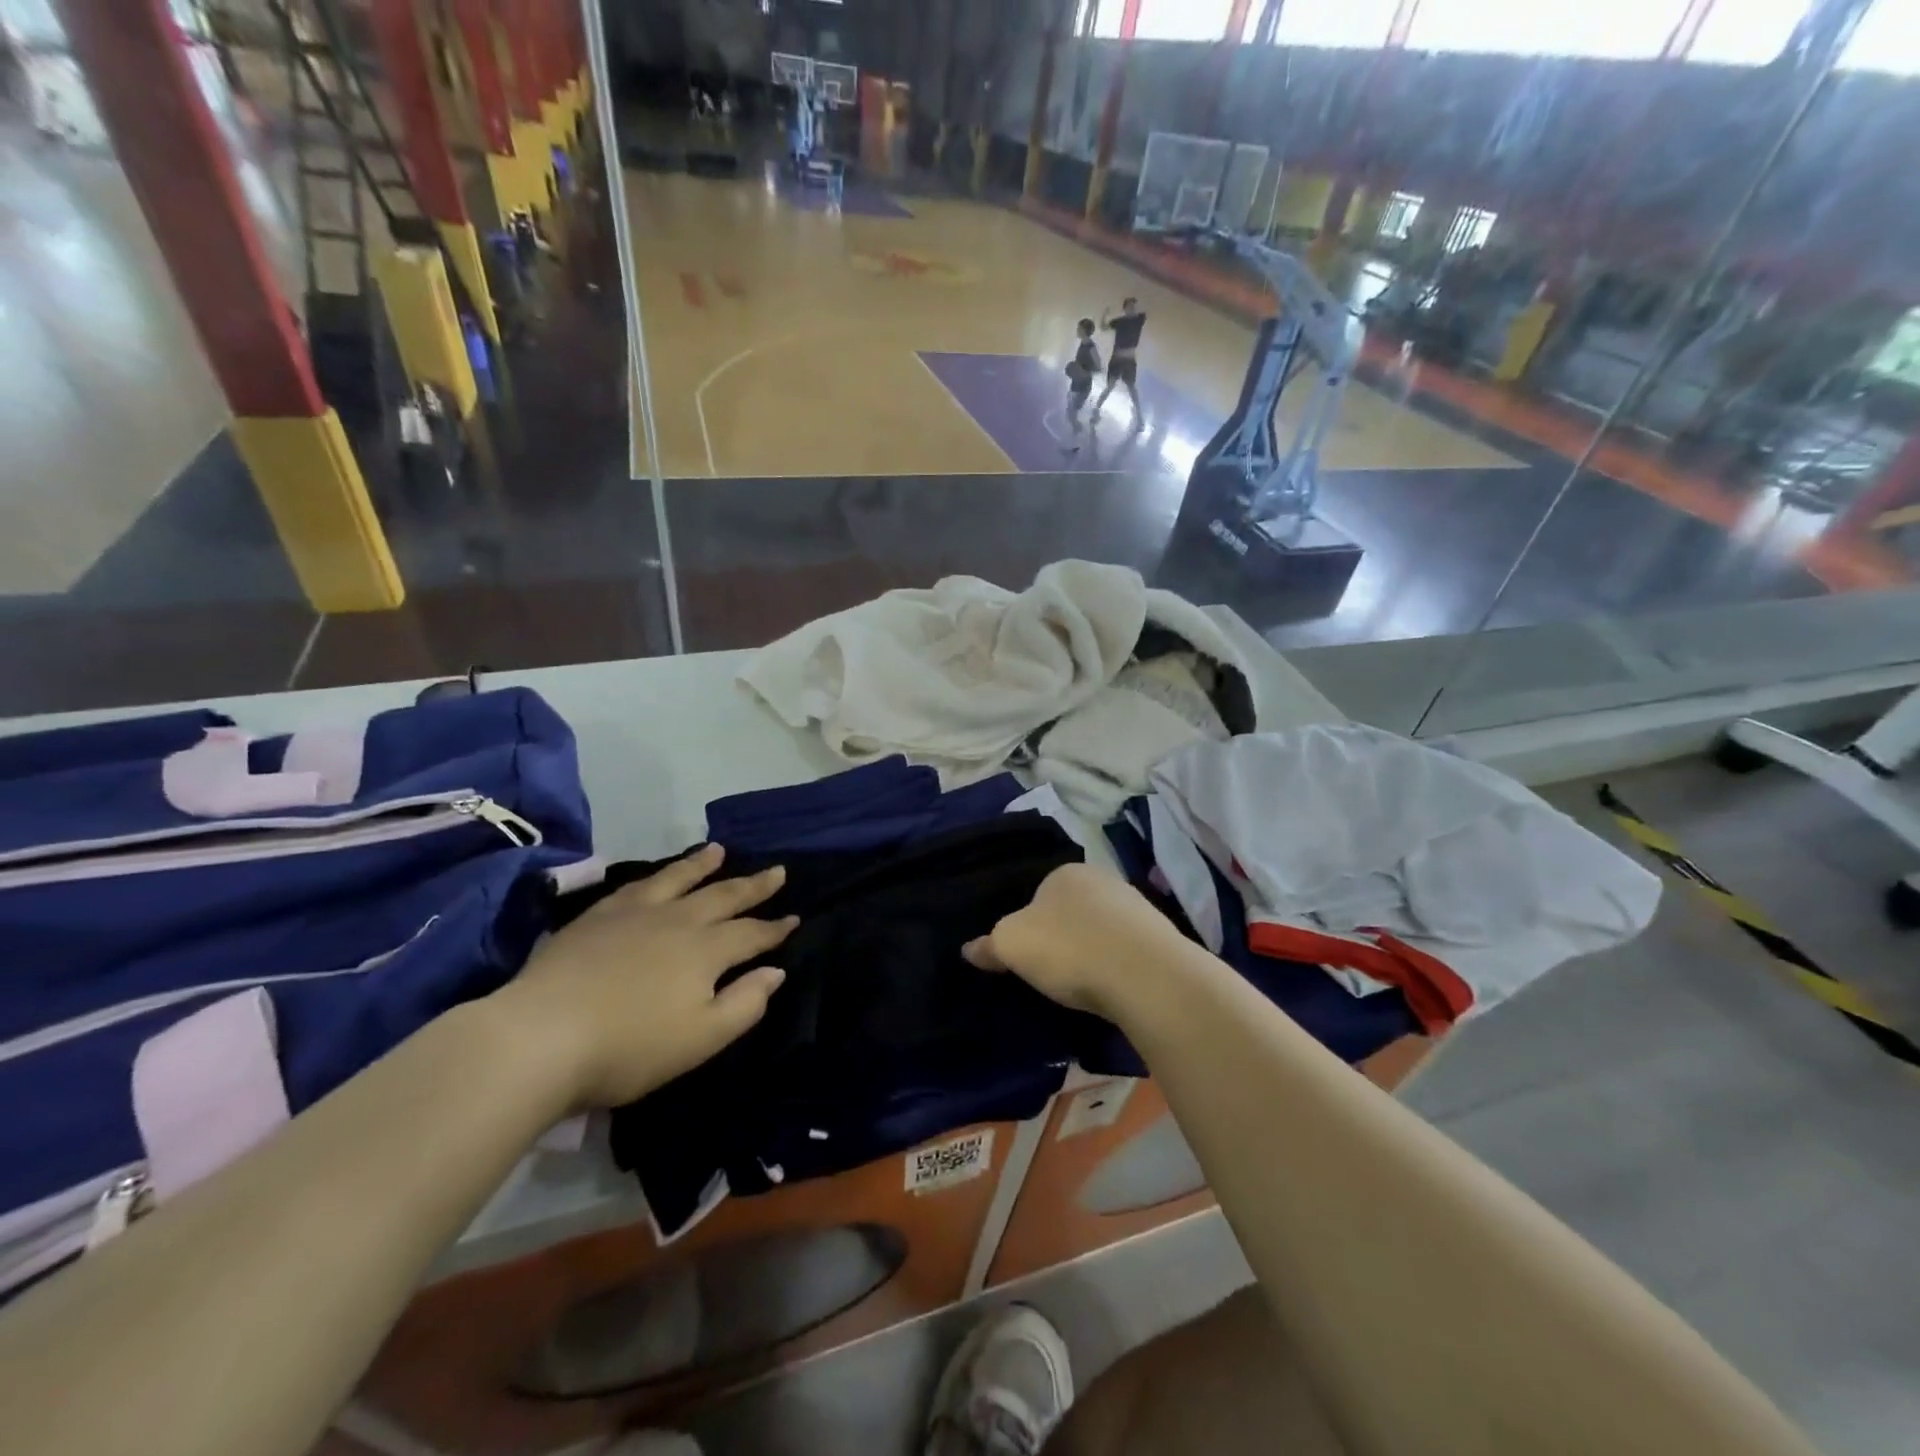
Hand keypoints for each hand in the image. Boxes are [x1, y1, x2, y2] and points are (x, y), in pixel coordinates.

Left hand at [498, 845, 796, 1108]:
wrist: (540, 1036)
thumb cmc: (629, 1047)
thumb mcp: (701, 1039)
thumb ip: (744, 1003)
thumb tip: (775, 971)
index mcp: (706, 951)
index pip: (751, 934)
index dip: (775, 928)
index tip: (794, 918)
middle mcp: (678, 921)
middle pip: (723, 896)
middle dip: (753, 886)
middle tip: (777, 871)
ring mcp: (635, 913)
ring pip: (679, 879)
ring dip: (704, 865)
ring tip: (720, 850)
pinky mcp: (598, 916)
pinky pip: (637, 885)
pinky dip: (657, 875)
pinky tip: (658, 874)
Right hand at [963, 863, 1196, 1019]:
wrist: (1147, 976)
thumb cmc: (1069, 948)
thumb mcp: (1012, 945)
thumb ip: (989, 945)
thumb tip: (969, 949)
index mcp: (1065, 873)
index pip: (1037, 893)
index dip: (1027, 923)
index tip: (1025, 953)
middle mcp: (1103, 880)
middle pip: (1071, 910)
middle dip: (1061, 936)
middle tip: (1050, 970)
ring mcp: (1137, 907)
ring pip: (1101, 929)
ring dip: (1091, 951)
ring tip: (1082, 985)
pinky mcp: (1161, 938)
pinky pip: (1126, 950)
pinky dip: (1116, 966)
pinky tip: (1111, 988)